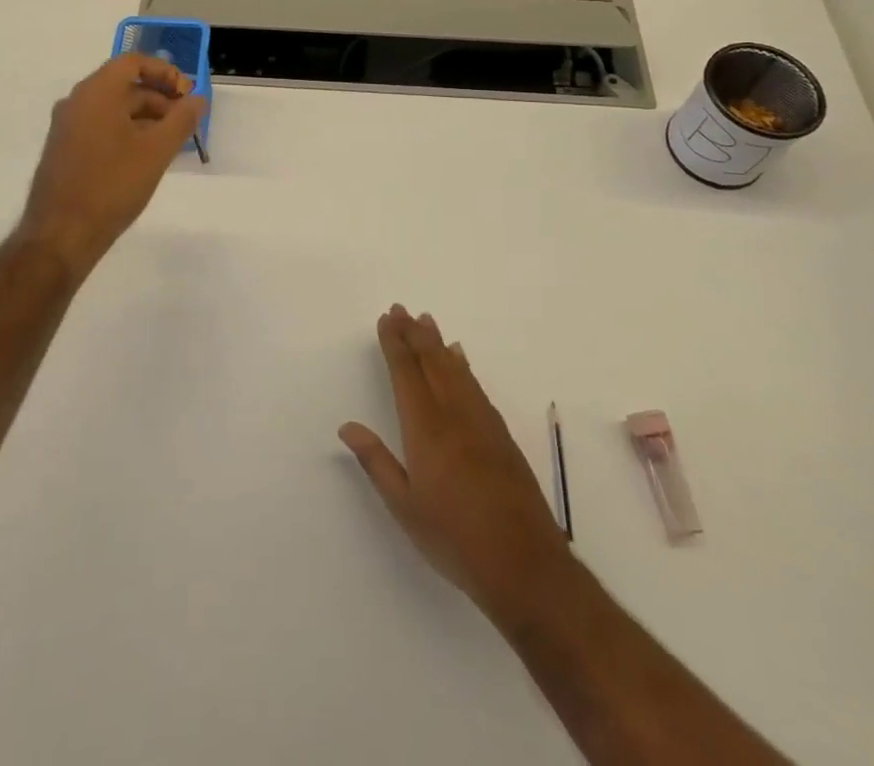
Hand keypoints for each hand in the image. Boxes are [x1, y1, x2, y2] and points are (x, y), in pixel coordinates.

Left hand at [17, 53, 206, 272]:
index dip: (165, 72)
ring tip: (171, 142)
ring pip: (113, 107)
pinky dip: (127, 130)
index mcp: (96, 92)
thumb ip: (182, 120)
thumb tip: (198, 99)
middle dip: (160, 97)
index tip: (188, 93)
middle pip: (124, 84)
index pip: (133, 62)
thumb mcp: (157, 151)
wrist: (61, 234)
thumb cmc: (112, 185)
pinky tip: (146, 157)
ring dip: (145, 116)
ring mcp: (67, 126)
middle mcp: (77, 101)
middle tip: (186, 121)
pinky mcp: (64, 149)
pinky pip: (101, 125)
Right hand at [340, 306, 573, 626]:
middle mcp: (454, 414)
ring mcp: (481, 421)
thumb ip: (376, 462)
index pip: (406, 372)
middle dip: (414, 333)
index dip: (395, 343)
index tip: (386, 319)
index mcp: (426, 428)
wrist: (525, 564)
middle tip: (401, 309)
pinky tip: (460, 359)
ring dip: (438, 343)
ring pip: (455, 369)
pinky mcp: (501, 434)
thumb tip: (348, 426)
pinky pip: (475, 385)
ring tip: (426, 321)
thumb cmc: (455, 539)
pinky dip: (463, 365)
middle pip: (431, 361)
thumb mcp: (405, 507)